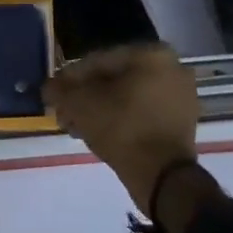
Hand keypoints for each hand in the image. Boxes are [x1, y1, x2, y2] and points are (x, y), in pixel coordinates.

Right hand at [45, 44, 199, 213]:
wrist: (163, 179)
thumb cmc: (122, 129)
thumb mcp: (80, 105)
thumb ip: (60, 90)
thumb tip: (49, 87)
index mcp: (151, 54)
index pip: (99, 60)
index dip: (71, 78)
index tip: (54, 94)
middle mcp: (171, 67)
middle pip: (115, 79)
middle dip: (86, 96)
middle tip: (64, 113)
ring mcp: (181, 95)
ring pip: (128, 96)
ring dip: (100, 108)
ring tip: (77, 126)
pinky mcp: (183, 121)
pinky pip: (143, 111)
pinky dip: (122, 119)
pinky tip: (99, 133)